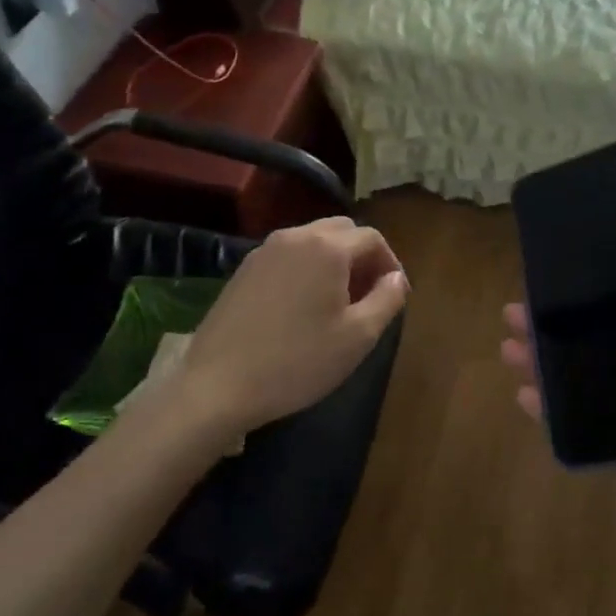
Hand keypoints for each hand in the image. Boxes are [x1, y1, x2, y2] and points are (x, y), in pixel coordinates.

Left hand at [176, 217, 406, 443]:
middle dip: (362, 256)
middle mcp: (295, 237)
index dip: (391, 263)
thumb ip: (387, 299)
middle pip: (342, 231)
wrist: (218, 385)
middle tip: (368, 295)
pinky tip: (303, 307)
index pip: (372, 238)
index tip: (394, 295)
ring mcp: (264, 251)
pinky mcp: (243, 270)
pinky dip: (306, 268)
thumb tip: (397, 278)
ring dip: (334, 261)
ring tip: (337, 302)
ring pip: (312, 241)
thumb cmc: (298, 361)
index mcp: (327, 247)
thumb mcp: (358, 336)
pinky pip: (288, 256)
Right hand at [501, 250, 615, 555]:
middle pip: (594, 346)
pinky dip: (550, 414)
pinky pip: (580, 428)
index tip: (561, 279)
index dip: (595, 297)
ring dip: (543, 366)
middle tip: (514, 313)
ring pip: (579, 383)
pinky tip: (524, 396)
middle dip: (555, 330)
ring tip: (509, 349)